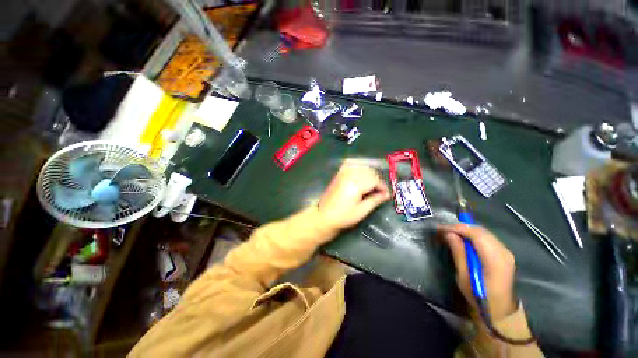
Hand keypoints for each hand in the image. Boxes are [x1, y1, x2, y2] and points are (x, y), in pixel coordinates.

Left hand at [318, 163, 390, 231]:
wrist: (324, 216)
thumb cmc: (343, 217)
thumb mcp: (361, 211)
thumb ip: (375, 200)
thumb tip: (387, 194)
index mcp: (356, 185)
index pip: (375, 180)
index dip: (383, 186)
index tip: (386, 194)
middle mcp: (349, 175)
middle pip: (369, 171)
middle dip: (377, 180)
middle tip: (379, 191)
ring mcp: (343, 173)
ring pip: (361, 167)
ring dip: (369, 174)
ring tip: (371, 185)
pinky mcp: (338, 174)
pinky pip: (351, 165)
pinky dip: (358, 167)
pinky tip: (360, 174)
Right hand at [438, 224, 516, 319]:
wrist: (500, 311)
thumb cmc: (479, 296)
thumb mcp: (464, 276)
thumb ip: (458, 252)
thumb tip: (449, 234)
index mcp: (495, 259)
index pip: (475, 233)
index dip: (456, 227)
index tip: (439, 228)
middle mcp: (503, 251)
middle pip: (480, 230)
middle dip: (459, 227)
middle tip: (442, 230)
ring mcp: (506, 252)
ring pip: (483, 232)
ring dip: (465, 230)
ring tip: (449, 233)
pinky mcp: (504, 253)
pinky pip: (486, 237)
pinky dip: (472, 235)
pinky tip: (463, 239)